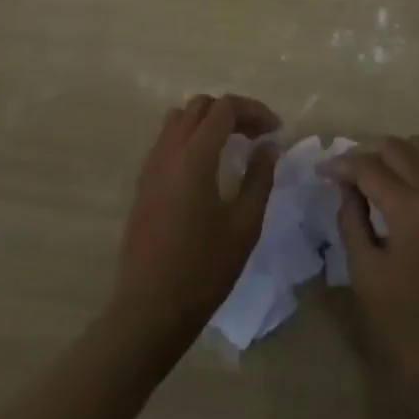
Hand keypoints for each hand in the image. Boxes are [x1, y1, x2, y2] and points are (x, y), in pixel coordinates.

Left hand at [112, 94, 279, 348]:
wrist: (148, 313)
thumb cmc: (202, 271)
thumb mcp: (244, 227)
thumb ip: (259, 179)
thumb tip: (267, 146)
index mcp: (195, 156)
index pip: (225, 108)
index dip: (254, 110)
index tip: (275, 130)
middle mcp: (169, 151)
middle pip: (200, 106)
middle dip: (232, 111)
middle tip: (256, 135)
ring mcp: (151, 167)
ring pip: (179, 119)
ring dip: (207, 121)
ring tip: (231, 145)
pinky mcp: (143, 185)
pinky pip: (167, 141)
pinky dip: (190, 138)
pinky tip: (206, 167)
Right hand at [325, 135, 418, 402]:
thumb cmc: (411, 328)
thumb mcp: (368, 278)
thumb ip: (352, 224)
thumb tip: (346, 189)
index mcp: (411, 207)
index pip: (370, 167)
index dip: (341, 165)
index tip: (320, 171)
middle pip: (397, 147)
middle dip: (366, 152)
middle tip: (342, 172)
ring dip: (392, 152)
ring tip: (369, 175)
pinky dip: (411, 165)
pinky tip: (395, 191)